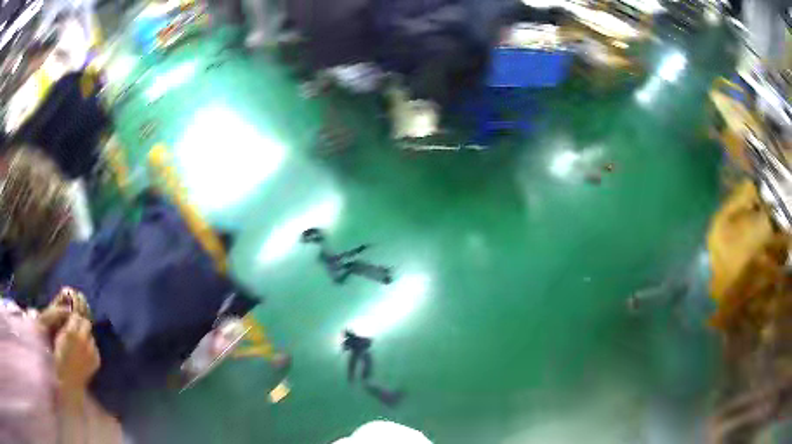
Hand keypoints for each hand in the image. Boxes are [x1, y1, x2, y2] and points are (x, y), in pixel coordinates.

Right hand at [54, 315, 99, 400]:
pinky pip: (94, 348)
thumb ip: (66, 324)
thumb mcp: (59, 335)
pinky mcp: (97, 360)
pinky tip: (84, 352)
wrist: (69, 380)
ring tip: (80, 342)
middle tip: (77, 327)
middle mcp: (83, 339)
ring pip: (91, 336)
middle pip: (86, 323)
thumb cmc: (60, 356)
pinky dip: (90, 347)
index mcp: (72, 332)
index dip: (74, 316)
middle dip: (82, 324)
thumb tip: (72, 313)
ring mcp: (92, 351)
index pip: (76, 315)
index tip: (71, 318)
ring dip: (86, 336)